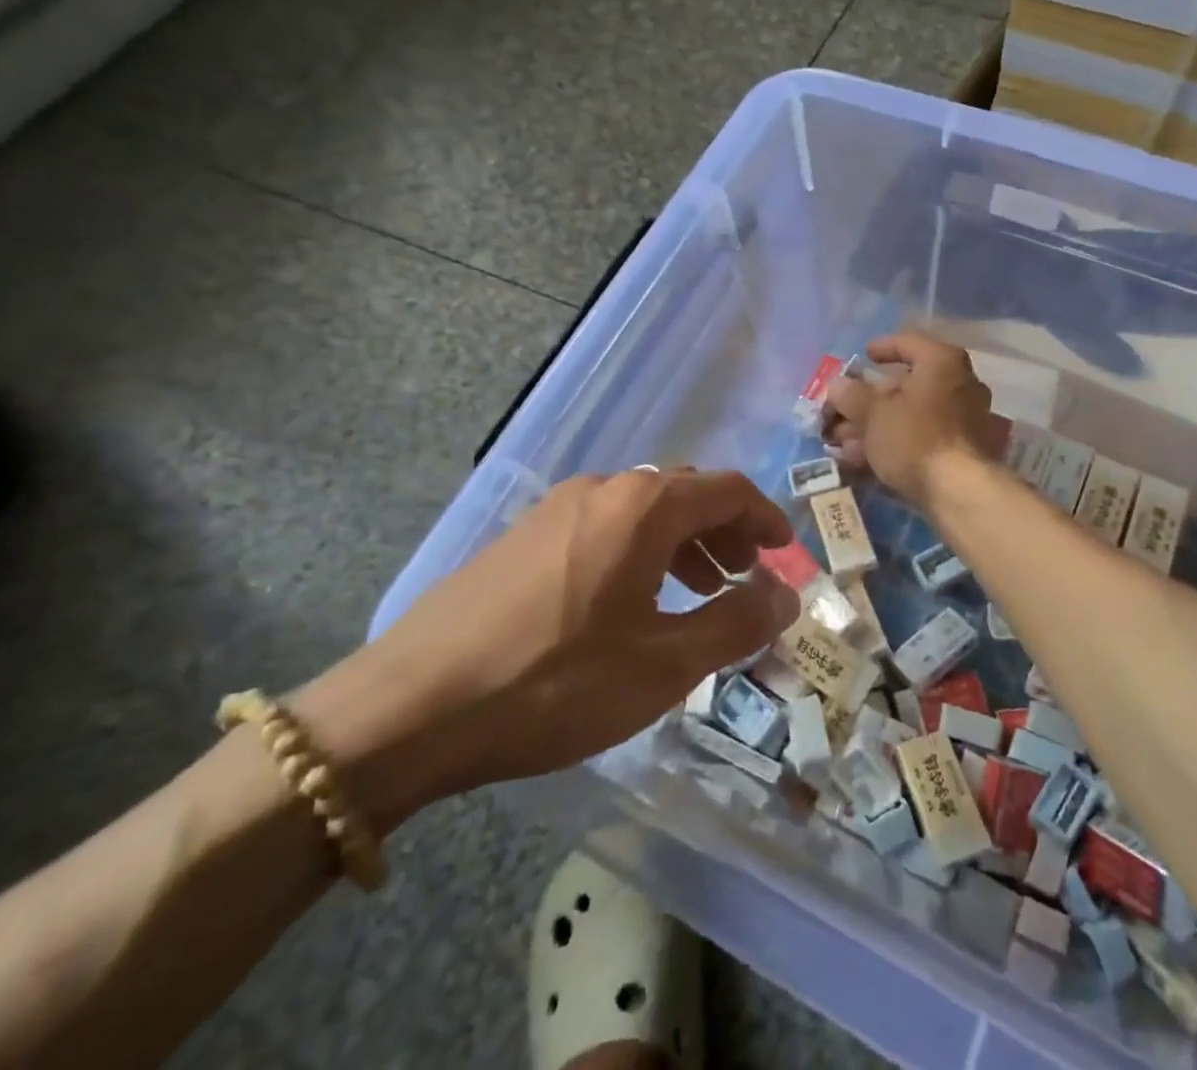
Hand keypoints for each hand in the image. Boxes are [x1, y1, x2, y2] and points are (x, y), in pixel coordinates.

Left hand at [293, 469, 799, 832]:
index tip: (785, 554)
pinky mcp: (523, 535)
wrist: (409, 707)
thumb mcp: (662, 665)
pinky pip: (604, 526)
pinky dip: (640, 551)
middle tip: (744, 576)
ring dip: (682, 542)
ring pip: (642, 510)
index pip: (727, 490)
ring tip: (696, 591)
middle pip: (685, 494)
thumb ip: (735, 623)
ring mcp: (556, 508)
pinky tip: (631, 602)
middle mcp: (602, 489)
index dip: (765, 518)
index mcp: (642, 506)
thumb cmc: (554, 683)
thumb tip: (786, 595)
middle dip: (725, 531)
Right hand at [825, 334, 1003, 507]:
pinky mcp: (961, 449)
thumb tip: (837, 385)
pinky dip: (893, 441)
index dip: (881, 347)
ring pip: (910, 414)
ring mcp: (964, 418)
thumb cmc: (914, 438)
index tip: (863, 356)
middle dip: (868, 399)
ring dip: (875, 424)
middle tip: (842, 409)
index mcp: (942, 362)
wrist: (958, 491)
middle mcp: (959, 384)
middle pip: (906, 384)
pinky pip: (921, 436)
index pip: (908, 342)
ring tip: (842, 440)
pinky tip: (863, 458)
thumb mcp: (872, 413)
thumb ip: (850, 394)